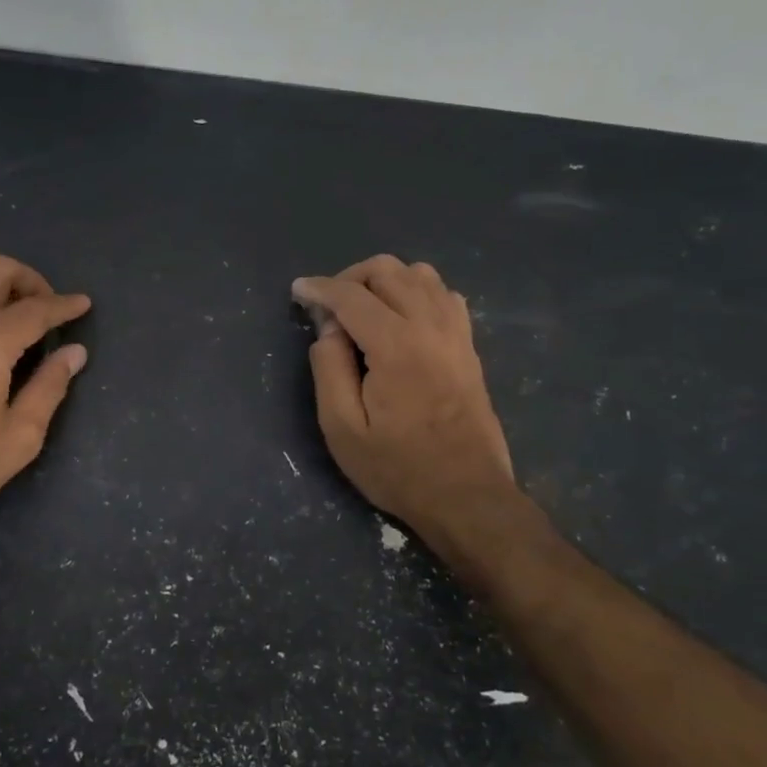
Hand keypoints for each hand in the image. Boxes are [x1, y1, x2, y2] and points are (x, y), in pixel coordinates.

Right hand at [293, 255, 516, 541]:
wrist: (467, 496)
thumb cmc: (398, 468)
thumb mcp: (343, 428)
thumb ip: (329, 368)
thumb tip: (328, 328)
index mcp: (396, 345)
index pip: (351, 295)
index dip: (319, 288)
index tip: (297, 291)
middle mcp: (430, 327)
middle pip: (388, 270)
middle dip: (349, 278)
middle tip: (327, 307)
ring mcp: (456, 334)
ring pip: (420, 274)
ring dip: (384, 280)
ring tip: (362, 308)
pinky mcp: (469, 346)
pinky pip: (444, 295)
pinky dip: (416, 292)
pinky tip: (401, 317)